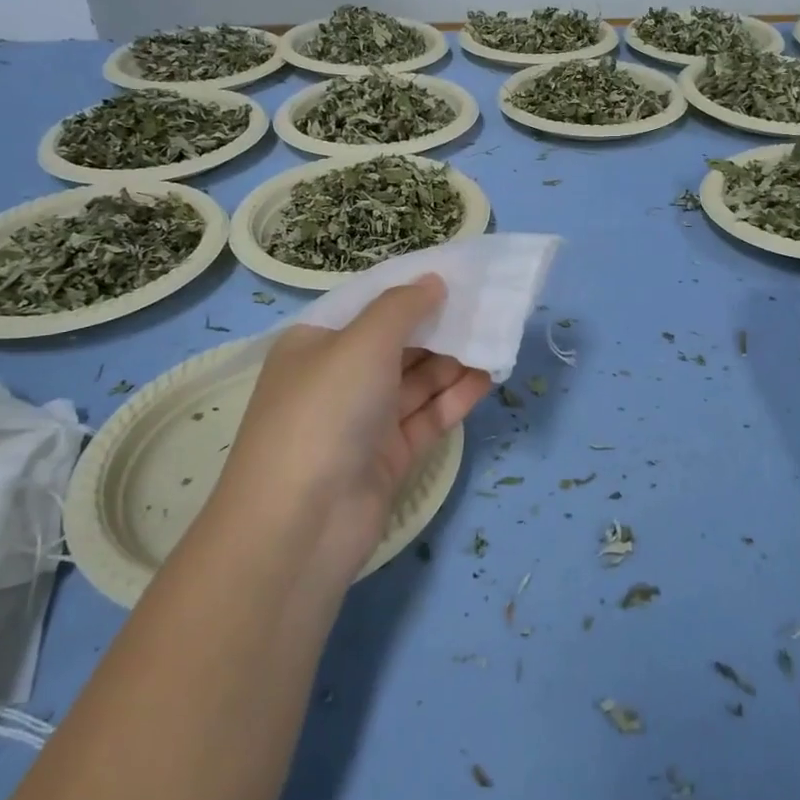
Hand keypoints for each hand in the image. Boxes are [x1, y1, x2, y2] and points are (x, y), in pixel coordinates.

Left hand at [214, 275, 490, 581]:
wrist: (302, 523)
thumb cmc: (326, 411)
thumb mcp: (362, 342)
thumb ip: (402, 307)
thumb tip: (434, 281)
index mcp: (317, 343)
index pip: (369, 307)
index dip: (411, 290)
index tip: (457, 275)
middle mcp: (338, 378)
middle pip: (398, 343)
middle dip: (440, 325)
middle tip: (488, 307)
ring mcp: (364, 420)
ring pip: (417, 380)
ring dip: (454, 360)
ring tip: (497, 337)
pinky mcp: (389, 456)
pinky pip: (428, 416)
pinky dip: (456, 396)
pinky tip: (488, 376)